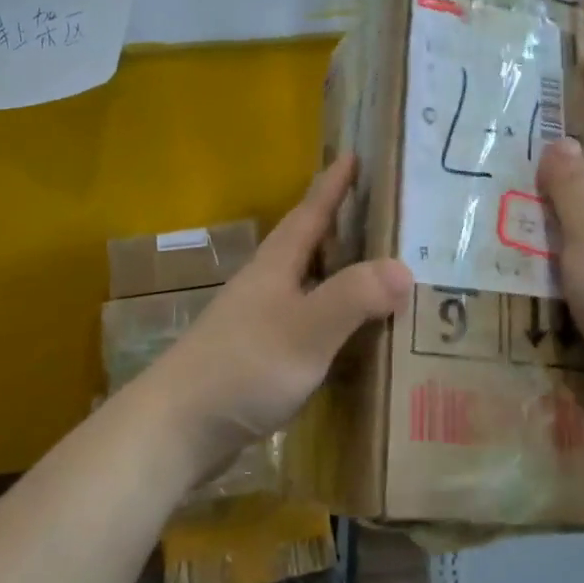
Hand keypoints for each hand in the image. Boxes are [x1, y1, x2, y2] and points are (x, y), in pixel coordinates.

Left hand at [149, 153, 412, 468]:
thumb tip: (405, 268)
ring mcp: (260, 319)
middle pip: (309, 242)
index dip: (332, 184)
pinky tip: (351, 332)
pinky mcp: (260, 354)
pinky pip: (307, 319)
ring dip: (340, 271)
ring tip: (377, 268)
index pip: (311, 212)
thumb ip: (354, 296)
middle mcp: (267, 283)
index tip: (352, 154)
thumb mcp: (307, 329)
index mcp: (277, 264)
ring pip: (308, 281)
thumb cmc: (244, 366)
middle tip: (381, 212)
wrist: (178, 427)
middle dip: (341, 224)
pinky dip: (333, 315)